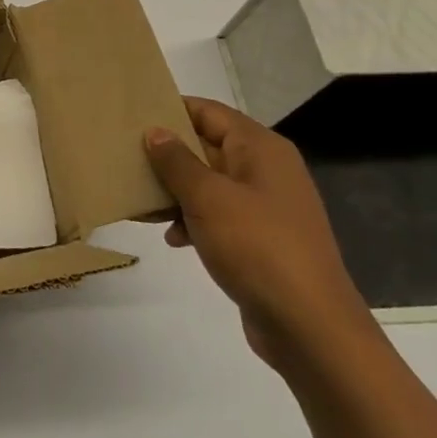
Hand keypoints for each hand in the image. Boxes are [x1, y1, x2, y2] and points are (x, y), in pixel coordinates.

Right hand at [145, 96, 375, 372]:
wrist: (311, 328)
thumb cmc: (257, 247)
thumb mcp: (207, 198)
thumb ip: (176, 161)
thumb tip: (155, 131)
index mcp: (260, 148)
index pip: (208, 112)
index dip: (171, 109)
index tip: (131, 115)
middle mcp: (267, 170)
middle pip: (207, 146)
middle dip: (167, 155)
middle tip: (125, 157)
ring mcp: (267, 206)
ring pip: (209, 183)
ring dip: (176, 191)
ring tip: (140, 200)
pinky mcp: (262, 240)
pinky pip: (219, 215)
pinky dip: (194, 220)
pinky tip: (172, 238)